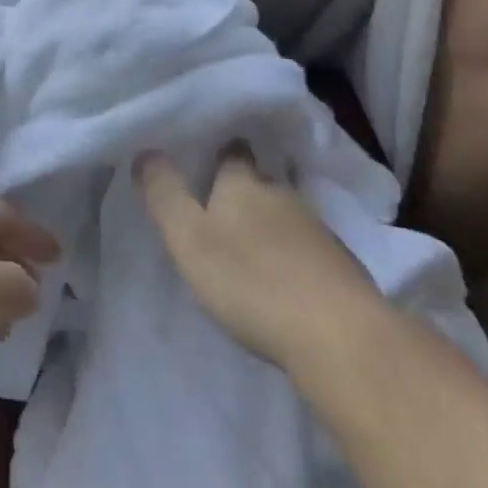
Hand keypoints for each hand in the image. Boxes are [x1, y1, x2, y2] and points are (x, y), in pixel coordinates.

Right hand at [136, 145, 382, 368]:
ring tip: (247, 243)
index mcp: (243, 184)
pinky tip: (283, 276)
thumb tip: (146, 151)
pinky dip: (292, 254)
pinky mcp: (342, 267)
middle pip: (260, 183)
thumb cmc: (251, 282)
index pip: (232, 153)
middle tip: (218, 205)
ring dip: (268, 224)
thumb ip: (164, 194)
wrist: (340, 337)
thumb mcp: (188, 238)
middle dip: (242, 190)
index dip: (220, 152)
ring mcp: (318, 231)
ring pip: (285, 215)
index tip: (207, 156)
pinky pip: (307, 248)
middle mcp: (282, 196)